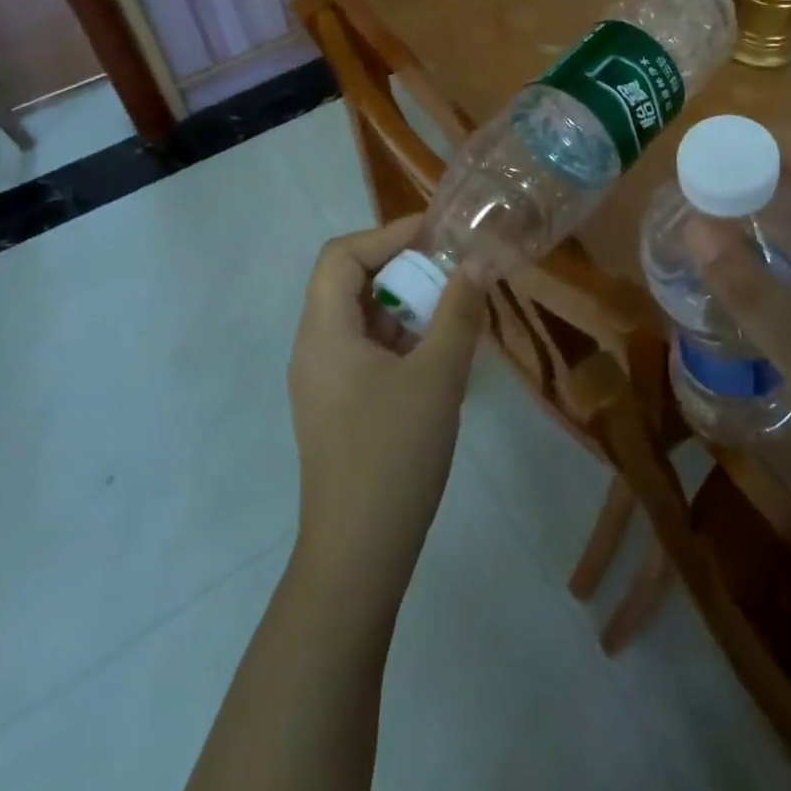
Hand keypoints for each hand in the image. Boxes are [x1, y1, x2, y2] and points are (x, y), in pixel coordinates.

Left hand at [286, 217, 488, 600]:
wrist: (358, 555)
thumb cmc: (394, 455)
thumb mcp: (438, 377)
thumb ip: (459, 313)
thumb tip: (477, 264)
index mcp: (324, 332)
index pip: (342, 256)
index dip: (388, 234)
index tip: (436, 235)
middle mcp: (313, 348)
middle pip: (349, 283)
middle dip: (401, 269)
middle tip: (450, 273)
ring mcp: (323, 381)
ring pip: (360, 319)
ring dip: (404, 306)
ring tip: (451, 313)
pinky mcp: (337, 408)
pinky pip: (365, 352)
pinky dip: (399, 339)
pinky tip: (437, 357)